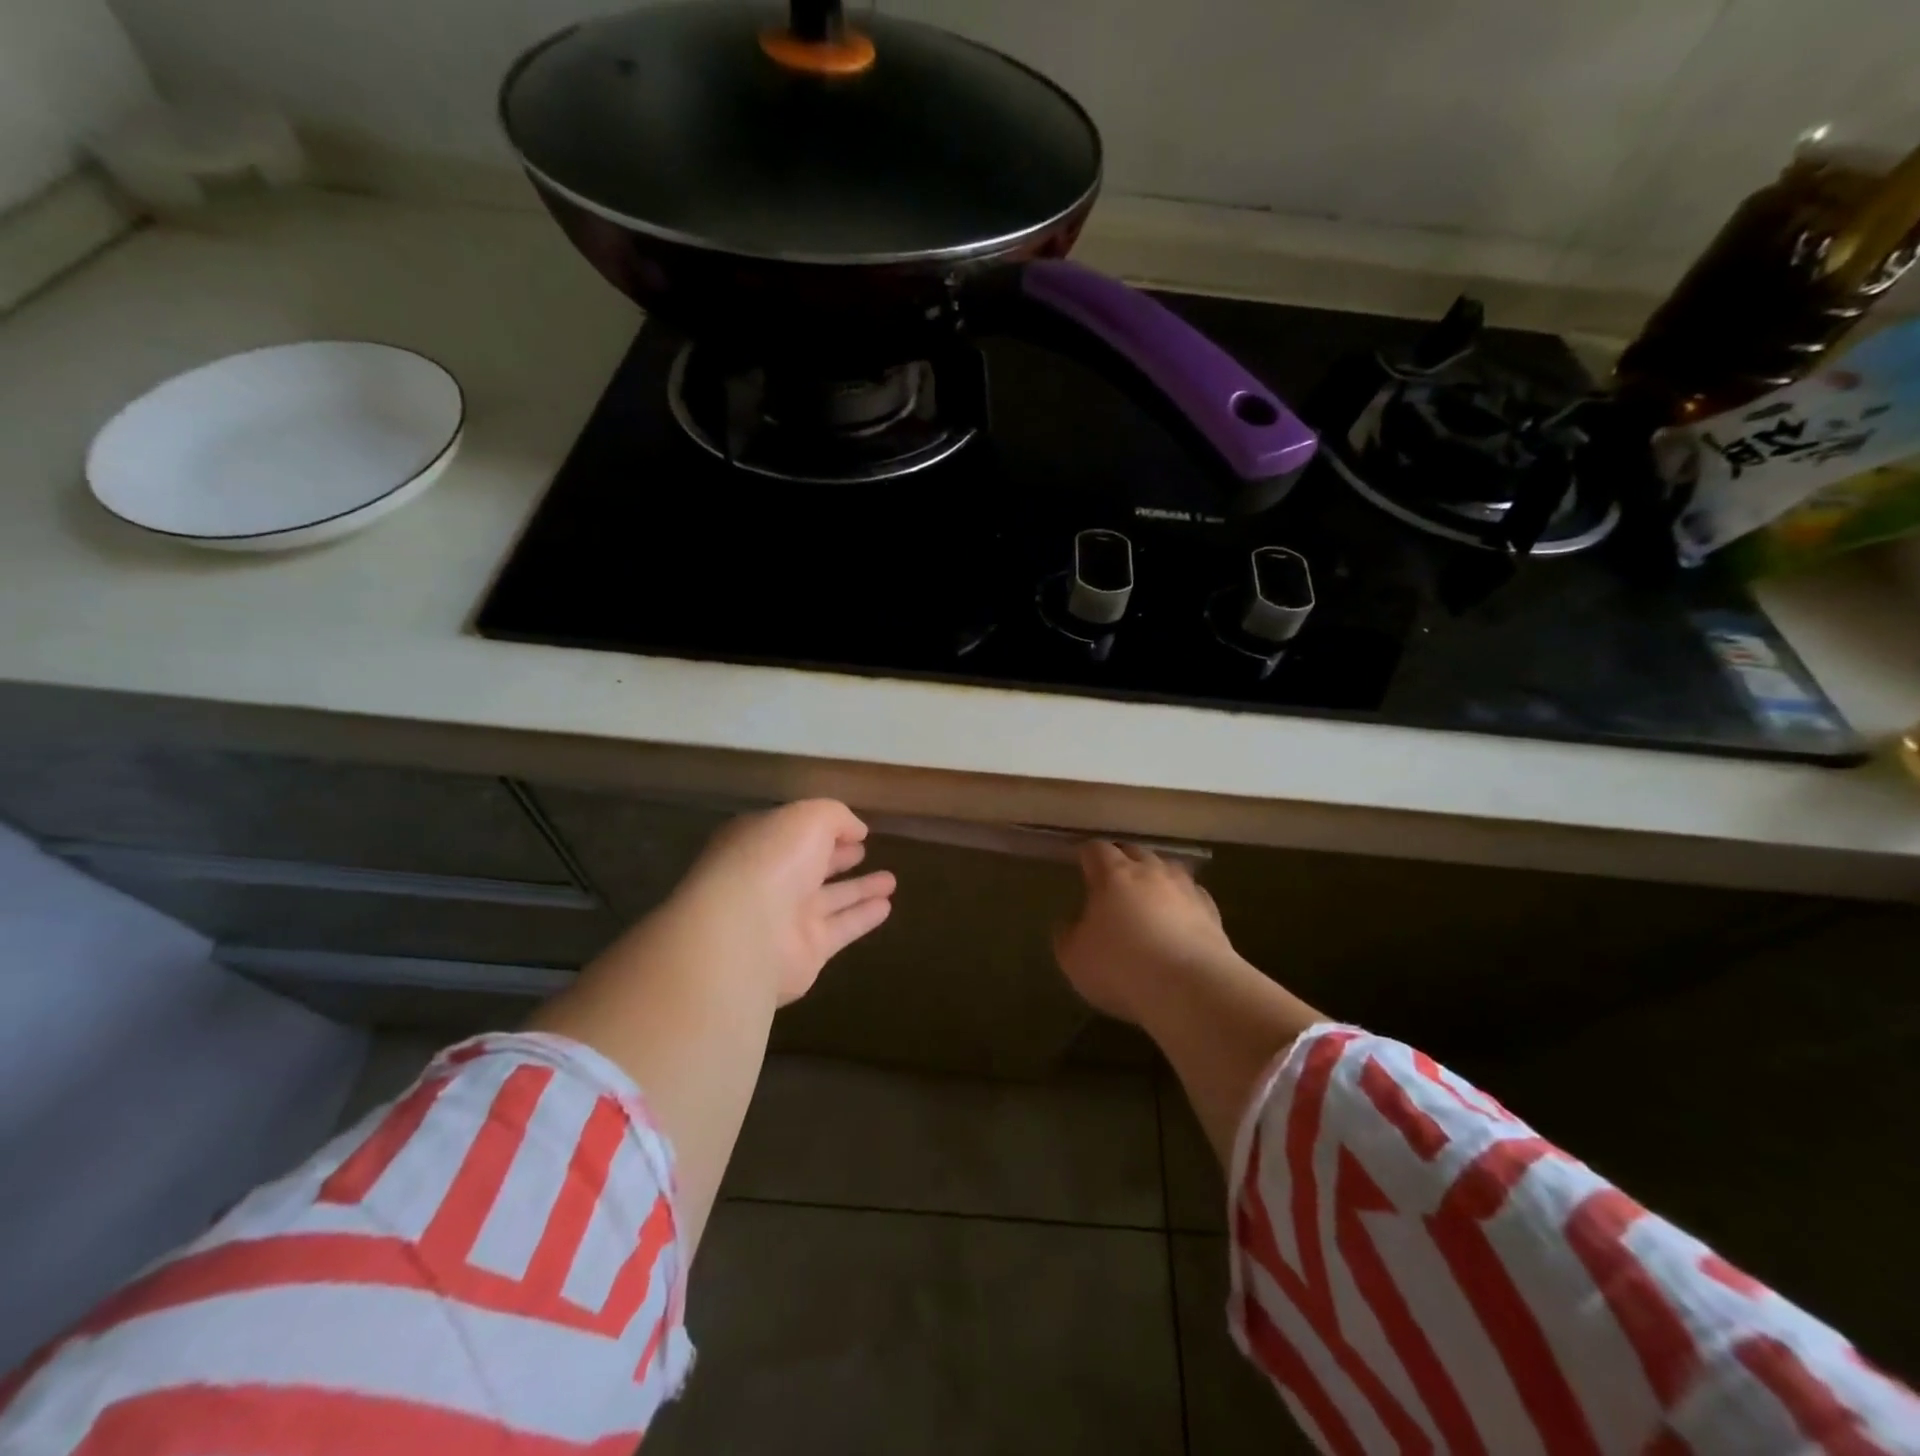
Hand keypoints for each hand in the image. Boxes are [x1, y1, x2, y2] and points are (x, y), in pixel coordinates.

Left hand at [670, 799, 895, 1005]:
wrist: (747, 933)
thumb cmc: (772, 861)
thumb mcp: (808, 818)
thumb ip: (836, 817)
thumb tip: (856, 829)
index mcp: (759, 844)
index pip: (792, 833)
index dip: (822, 828)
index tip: (853, 829)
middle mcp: (769, 881)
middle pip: (809, 867)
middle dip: (837, 858)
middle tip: (864, 850)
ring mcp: (785, 919)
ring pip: (830, 899)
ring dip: (859, 888)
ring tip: (891, 880)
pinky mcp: (805, 952)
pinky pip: (841, 929)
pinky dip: (863, 917)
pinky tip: (887, 907)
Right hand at [1053, 841, 1242, 1026]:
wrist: (1191, 989)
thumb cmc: (1121, 967)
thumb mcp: (1074, 957)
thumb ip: (1067, 934)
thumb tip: (1070, 922)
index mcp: (1113, 874)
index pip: (1096, 849)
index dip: (1086, 855)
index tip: (1080, 864)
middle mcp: (1151, 871)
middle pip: (1133, 851)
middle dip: (1121, 860)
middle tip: (1111, 880)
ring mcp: (1185, 888)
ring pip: (1167, 868)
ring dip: (1154, 877)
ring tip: (1147, 896)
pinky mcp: (1211, 911)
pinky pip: (1192, 895)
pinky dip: (1181, 901)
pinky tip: (1179, 919)